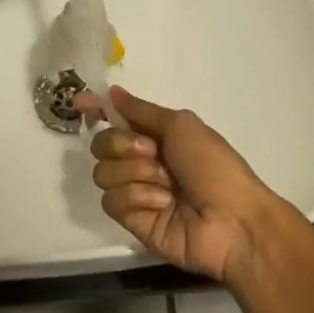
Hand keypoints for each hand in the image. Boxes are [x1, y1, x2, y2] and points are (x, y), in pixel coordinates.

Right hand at [81, 87, 288, 284]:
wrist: (233, 220)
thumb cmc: (213, 165)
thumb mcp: (181, 125)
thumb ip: (141, 111)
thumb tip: (113, 91)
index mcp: (156, 136)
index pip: (116, 119)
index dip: (96, 111)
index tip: (81, 103)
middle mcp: (142, 161)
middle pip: (101, 145)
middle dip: (122, 145)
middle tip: (151, 151)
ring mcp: (136, 192)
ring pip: (103, 173)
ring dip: (135, 173)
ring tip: (166, 184)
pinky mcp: (133, 221)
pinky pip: (113, 201)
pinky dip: (138, 197)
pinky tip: (163, 204)